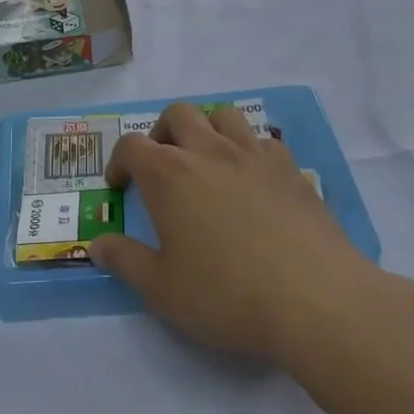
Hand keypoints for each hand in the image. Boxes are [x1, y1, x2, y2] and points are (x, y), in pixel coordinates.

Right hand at [90, 102, 413, 362]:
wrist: (315, 299)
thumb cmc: (226, 294)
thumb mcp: (161, 289)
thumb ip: (124, 260)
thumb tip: (98, 244)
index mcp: (170, 175)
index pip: (132, 145)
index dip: (119, 162)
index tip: (121, 187)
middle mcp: (210, 152)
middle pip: (178, 115)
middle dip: (160, 134)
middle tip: (160, 170)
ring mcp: (255, 156)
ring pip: (224, 116)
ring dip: (206, 130)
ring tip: (205, 164)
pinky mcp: (292, 170)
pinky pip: (263, 140)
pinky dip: (248, 149)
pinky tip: (251, 181)